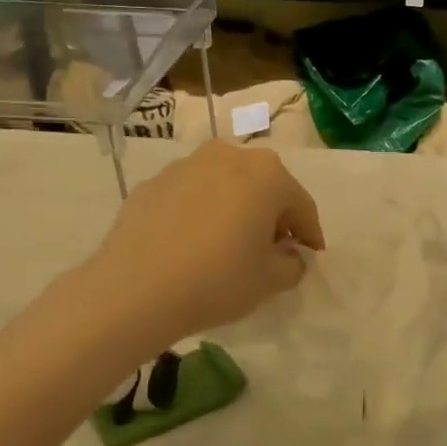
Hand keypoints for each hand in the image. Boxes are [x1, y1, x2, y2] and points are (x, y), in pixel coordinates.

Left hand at [86, 141, 324, 350]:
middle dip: (272, 215)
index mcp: (267, 173)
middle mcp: (228, 156)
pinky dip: (200, 213)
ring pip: (225, 186)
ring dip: (235, 209)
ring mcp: (186, 165)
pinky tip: (192, 244)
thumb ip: (292, 263)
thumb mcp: (271, 281)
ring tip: (229, 245)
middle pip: (263, 186)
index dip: (310, 234)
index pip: (301, 204)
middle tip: (272, 249)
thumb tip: (287, 254)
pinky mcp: (153, 183)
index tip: (311, 256)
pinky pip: (191, 196)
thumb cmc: (218, 280)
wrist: (135, 289)